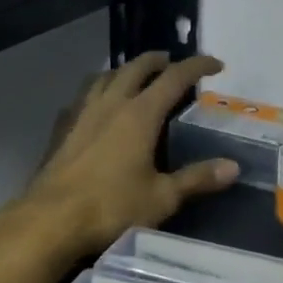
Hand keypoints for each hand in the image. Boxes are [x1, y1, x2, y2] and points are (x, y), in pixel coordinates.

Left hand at [17, 51, 238, 257]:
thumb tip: (233, 167)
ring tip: (135, 77)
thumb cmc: (111, 207)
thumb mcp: (162, 197)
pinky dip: (97, 92)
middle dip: (157, 60)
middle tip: (172, 63)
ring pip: (104, 77)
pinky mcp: (62, 130)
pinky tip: (97, 106)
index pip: (174, 78)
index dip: (197, 66)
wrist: (49, 221)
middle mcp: (111, 104)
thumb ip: (197, 179)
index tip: (216, 64)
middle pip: (136, 68)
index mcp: (140, 115)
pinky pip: (82, 97)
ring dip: (124, 71)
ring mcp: (82, 115)